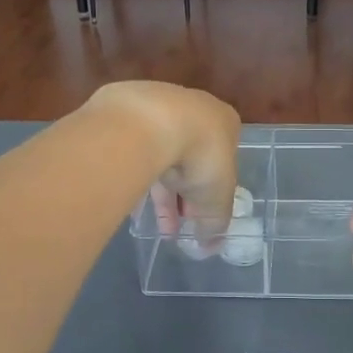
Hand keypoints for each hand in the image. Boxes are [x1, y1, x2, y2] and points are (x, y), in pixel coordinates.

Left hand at [86, 83, 240, 238]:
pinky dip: (136, 177)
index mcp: (225, 123)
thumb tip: (210, 246)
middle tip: (177, 227)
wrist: (152, 121)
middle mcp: (195, 110)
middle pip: (191, 161)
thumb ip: (216, 222)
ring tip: (154, 226)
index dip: (211, 195)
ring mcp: (160, 107)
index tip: (199, 218)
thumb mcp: (217, 198)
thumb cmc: (200, 156)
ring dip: (161, 193)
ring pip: (161, 157)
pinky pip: (134, 152)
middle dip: (184, 197)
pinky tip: (131, 203)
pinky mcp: (127, 111)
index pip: (222, 163)